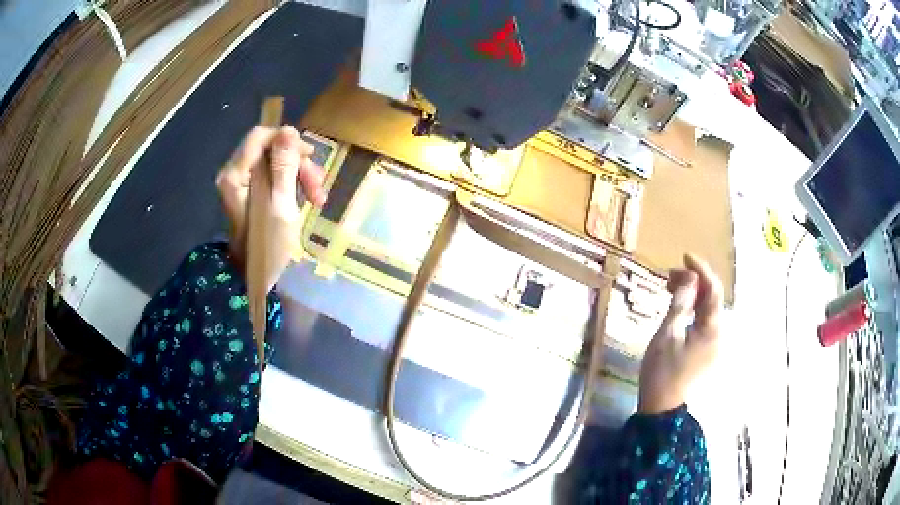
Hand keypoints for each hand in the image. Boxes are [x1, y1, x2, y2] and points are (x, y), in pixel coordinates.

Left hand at [216, 126, 326, 289]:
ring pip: (275, 161)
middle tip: (316, 184)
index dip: (285, 139)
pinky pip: (274, 174)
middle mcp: (234, 173)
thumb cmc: (267, 245)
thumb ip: (284, 167)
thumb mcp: (281, 205)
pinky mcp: (251, 190)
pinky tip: (307, 198)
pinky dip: (292, 183)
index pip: (259, 137)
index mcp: (235, 175)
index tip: (308, 155)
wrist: (255, 277)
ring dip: (298, 174)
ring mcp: (242, 182)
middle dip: (296, 162)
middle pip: (269, 148)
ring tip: (317, 197)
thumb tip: (289, 131)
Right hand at [638, 254, 723, 414]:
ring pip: (706, 309)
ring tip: (670, 287)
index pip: (713, 290)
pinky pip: (702, 321)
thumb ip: (679, 304)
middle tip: (669, 275)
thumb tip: (688, 278)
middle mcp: (718, 333)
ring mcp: (713, 342)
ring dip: (691, 294)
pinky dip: (691, 309)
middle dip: (694, 281)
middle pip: (711, 297)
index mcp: (712, 329)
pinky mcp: (705, 349)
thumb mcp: (667, 335)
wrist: (662, 407)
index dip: (701, 270)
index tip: (684, 256)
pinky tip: (677, 306)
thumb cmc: (663, 371)